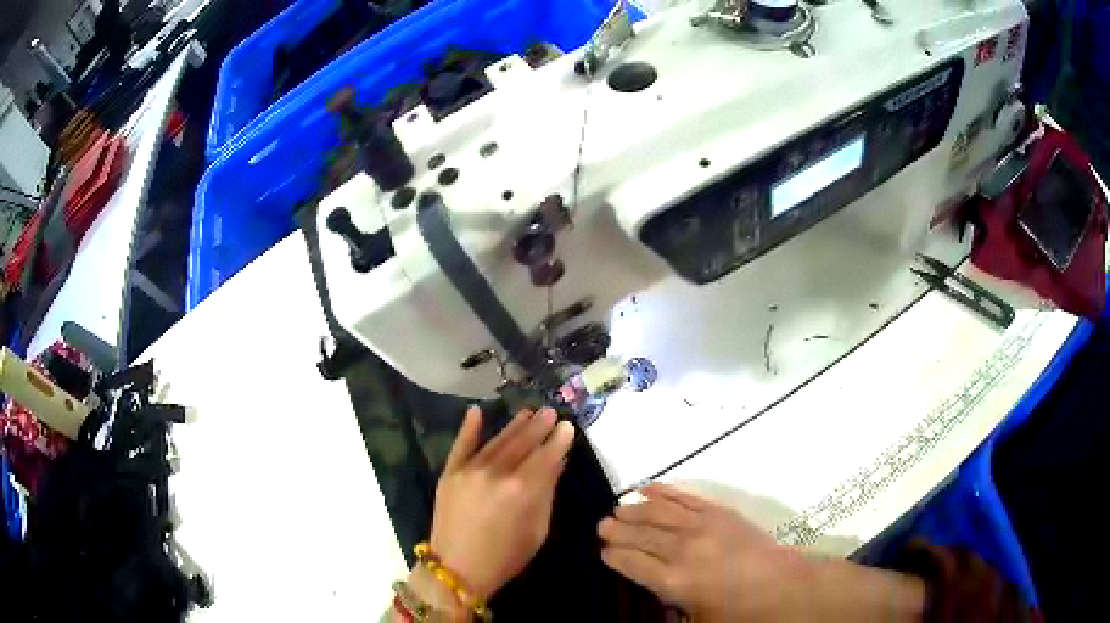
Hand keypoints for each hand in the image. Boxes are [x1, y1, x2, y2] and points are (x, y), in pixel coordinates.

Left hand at [428, 406, 574, 601]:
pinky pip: (461, 445)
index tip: (567, 426)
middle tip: (550, 411)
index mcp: (522, 490)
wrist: (457, 569)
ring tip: (528, 412)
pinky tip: (476, 410)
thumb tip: (557, 464)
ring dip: (514, 425)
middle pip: (522, 443)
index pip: (545, 457)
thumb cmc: (506, 557)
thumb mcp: (537, 530)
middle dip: (538, 426)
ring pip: (497, 441)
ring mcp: (469, 470)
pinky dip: (469, 427)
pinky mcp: (449, 473)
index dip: (558, 441)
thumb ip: (546, 493)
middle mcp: (496, 473)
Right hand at [599, 483, 924, 621]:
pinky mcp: (720, 512)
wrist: (786, 587)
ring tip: (618, 508)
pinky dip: (665, 491)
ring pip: (658, 512)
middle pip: (640, 534)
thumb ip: (668, 610)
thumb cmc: (741, 614)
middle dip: (617, 529)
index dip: (613, 555)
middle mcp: (682, 549)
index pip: (631, 562)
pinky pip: (686, 498)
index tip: (602, 551)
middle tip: (601, 525)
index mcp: (673, 581)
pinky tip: (649, 487)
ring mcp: (702, 526)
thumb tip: (649, 598)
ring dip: (635, 509)